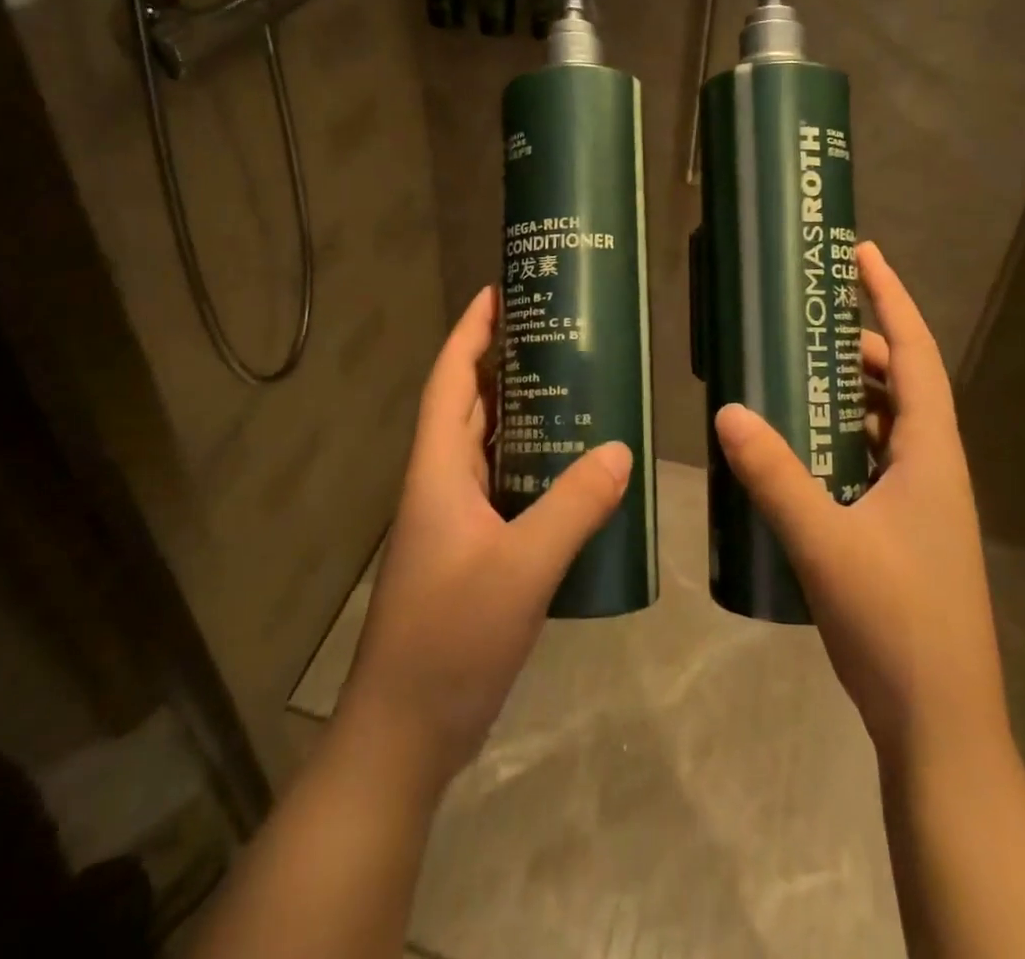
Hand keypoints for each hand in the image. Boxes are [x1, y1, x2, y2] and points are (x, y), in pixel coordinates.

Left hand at [334, 286, 630, 794]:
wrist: (405, 733)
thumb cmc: (450, 640)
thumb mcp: (521, 569)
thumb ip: (572, 507)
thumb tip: (620, 449)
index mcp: (438, 471)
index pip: (450, 380)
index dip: (469, 332)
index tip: (497, 291)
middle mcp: (441, 484)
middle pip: (468, 405)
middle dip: (503, 363)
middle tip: (555, 334)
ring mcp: (453, 520)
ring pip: (487, 446)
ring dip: (520, 412)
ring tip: (573, 387)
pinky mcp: (470, 551)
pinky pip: (503, 486)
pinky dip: (532, 464)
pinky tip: (573, 470)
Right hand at [714, 243, 1009, 768]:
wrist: (940, 724)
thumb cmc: (896, 623)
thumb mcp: (824, 542)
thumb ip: (774, 476)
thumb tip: (726, 411)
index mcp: (931, 455)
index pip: (917, 355)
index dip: (891, 299)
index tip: (863, 254)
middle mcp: (933, 468)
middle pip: (902, 384)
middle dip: (859, 345)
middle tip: (804, 323)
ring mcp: (922, 503)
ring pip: (887, 424)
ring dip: (849, 393)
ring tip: (794, 375)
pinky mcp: (904, 532)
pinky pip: (873, 461)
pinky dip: (842, 439)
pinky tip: (800, 449)